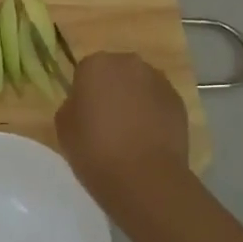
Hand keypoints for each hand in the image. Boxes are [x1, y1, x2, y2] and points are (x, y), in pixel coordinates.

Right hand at [55, 52, 189, 209]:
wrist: (144, 177)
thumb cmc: (95, 150)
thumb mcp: (63, 128)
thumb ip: (72, 106)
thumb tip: (84, 104)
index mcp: (97, 64)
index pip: (85, 71)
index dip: (83, 93)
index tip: (84, 115)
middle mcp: (130, 64)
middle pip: (116, 72)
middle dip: (112, 91)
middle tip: (106, 122)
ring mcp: (159, 81)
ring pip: (140, 86)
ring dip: (134, 101)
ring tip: (130, 133)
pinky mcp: (179, 102)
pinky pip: (159, 103)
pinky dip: (153, 115)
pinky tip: (148, 140)